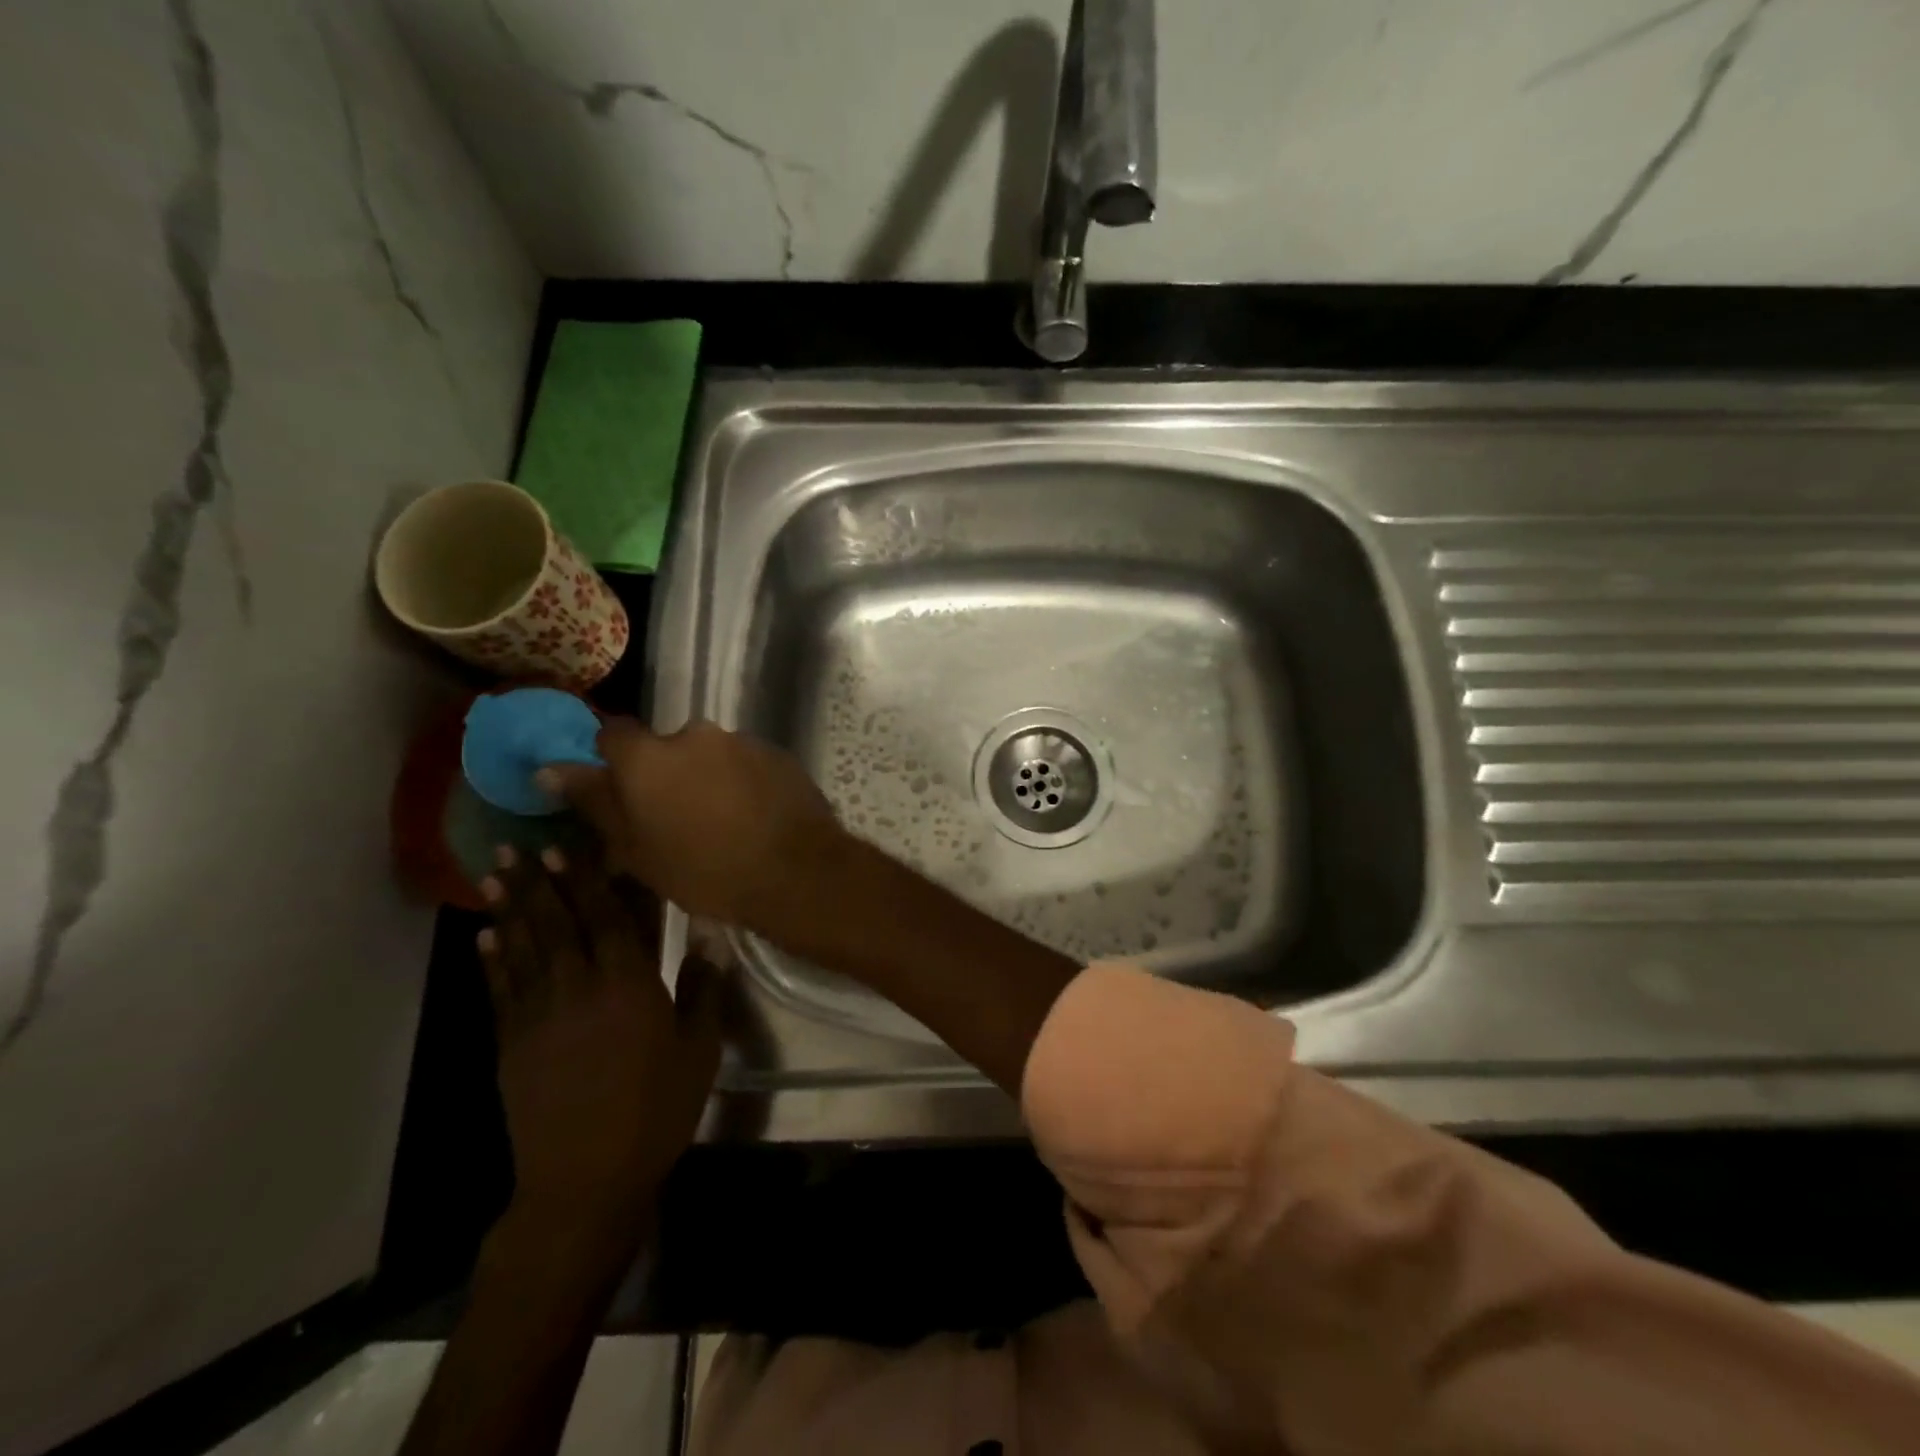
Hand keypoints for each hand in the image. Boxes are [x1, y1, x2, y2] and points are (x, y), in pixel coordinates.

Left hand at [478, 845, 720, 1257]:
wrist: (586, 1180)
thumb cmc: (656, 1110)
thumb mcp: (699, 1050)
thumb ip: (703, 990)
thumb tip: (709, 939)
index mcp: (629, 985)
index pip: (607, 918)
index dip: (586, 881)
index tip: (566, 847)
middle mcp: (579, 988)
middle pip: (557, 924)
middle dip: (538, 883)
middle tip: (517, 846)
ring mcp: (538, 1016)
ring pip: (523, 950)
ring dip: (509, 910)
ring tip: (493, 876)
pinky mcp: (511, 1046)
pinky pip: (500, 992)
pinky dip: (492, 962)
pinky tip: (485, 938)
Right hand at [539, 719, 845, 943]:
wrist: (796, 871)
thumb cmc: (704, 871)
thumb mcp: (635, 850)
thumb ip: (595, 802)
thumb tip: (550, 768)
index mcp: (649, 756)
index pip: (613, 736)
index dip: (612, 762)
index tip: (620, 793)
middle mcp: (695, 734)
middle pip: (666, 748)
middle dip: (666, 775)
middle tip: (674, 820)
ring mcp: (742, 740)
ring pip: (709, 756)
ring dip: (706, 779)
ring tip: (721, 824)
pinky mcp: (777, 753)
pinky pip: (745, 763)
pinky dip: (741, 783)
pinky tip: (752, 818)